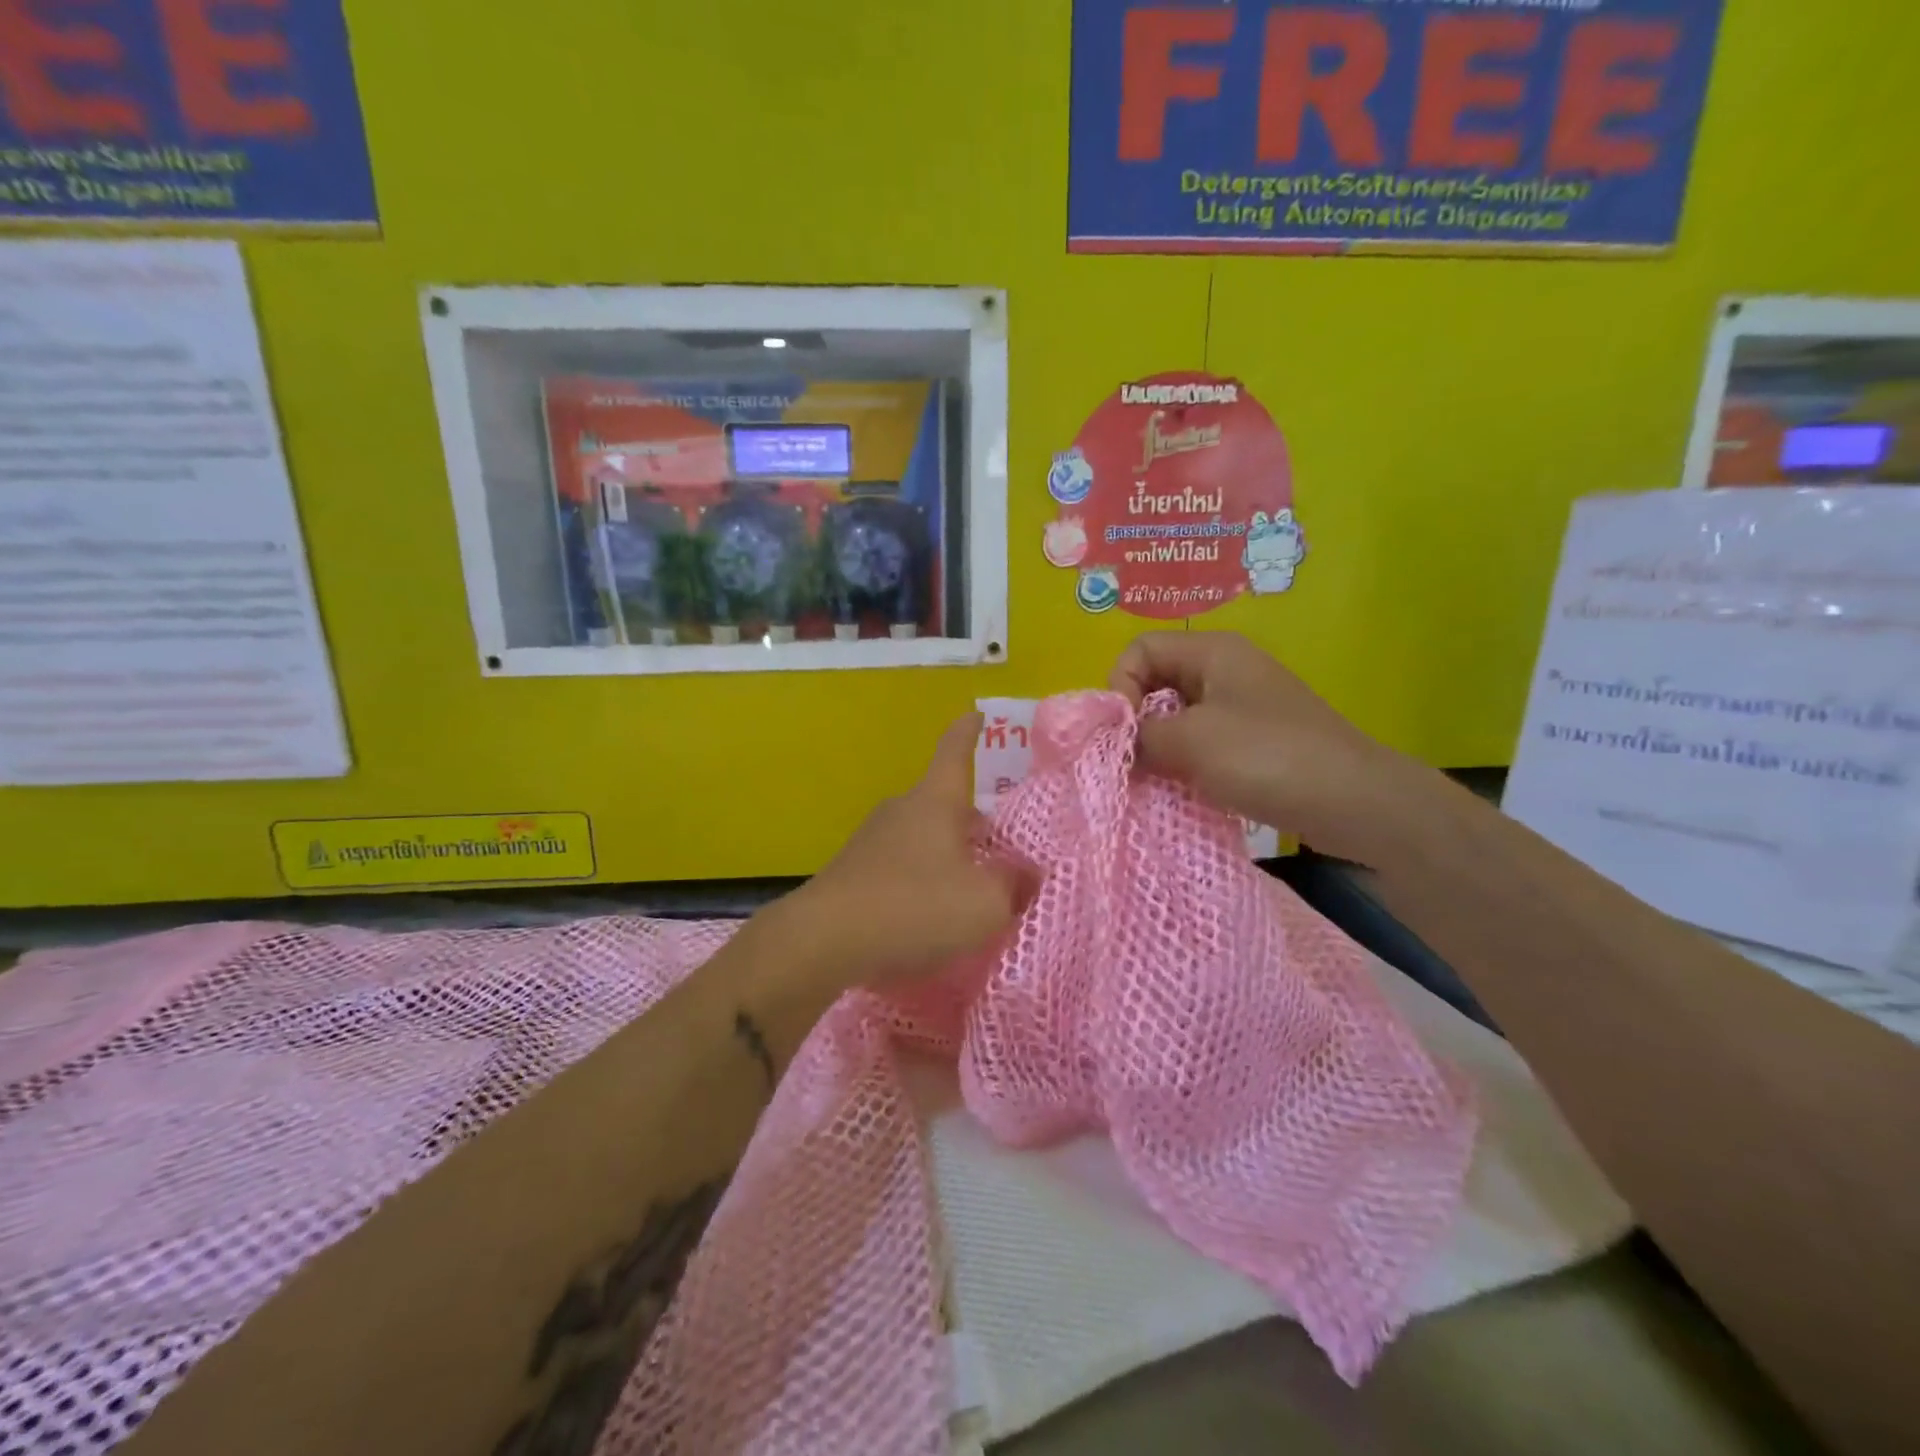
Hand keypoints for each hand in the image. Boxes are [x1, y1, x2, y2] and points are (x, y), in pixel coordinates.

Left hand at [781, 713, 1027, 989]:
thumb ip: (1014, 885)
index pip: (955, 752)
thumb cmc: (915, 907)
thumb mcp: (985, 903)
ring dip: (947, 856)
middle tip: (999, 847)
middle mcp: (902, 810)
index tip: (976, 714)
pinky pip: (901, 867)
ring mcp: (872, 840)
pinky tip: (930, 917)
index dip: (969, 733)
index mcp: (935, 802)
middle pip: (943, 803)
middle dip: (971, 821)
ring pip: (923, 837)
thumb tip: (1027, 873)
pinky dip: (921, 882)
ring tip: (969, 891)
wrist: (824, 940)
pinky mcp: (854, 873)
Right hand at [1111, 631, 1417, 863]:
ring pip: (1175, 718)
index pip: (1140, 650)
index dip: (1121, 686)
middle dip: (1136, 721)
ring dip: (1157, 748)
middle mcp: (1224, 671)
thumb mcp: (1191, 741)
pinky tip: (1181, 791)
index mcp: (1212, 653)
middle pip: (1155, 682)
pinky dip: (1182, 764)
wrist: (1354, 803)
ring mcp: (1241, 708)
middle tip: (1132, 762)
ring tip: (1154, 781)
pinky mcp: (1252, 743)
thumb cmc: (1268, 757)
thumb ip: (1140, 736)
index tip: (1125, 733)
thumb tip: (1116, 744)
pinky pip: (1199, 744)